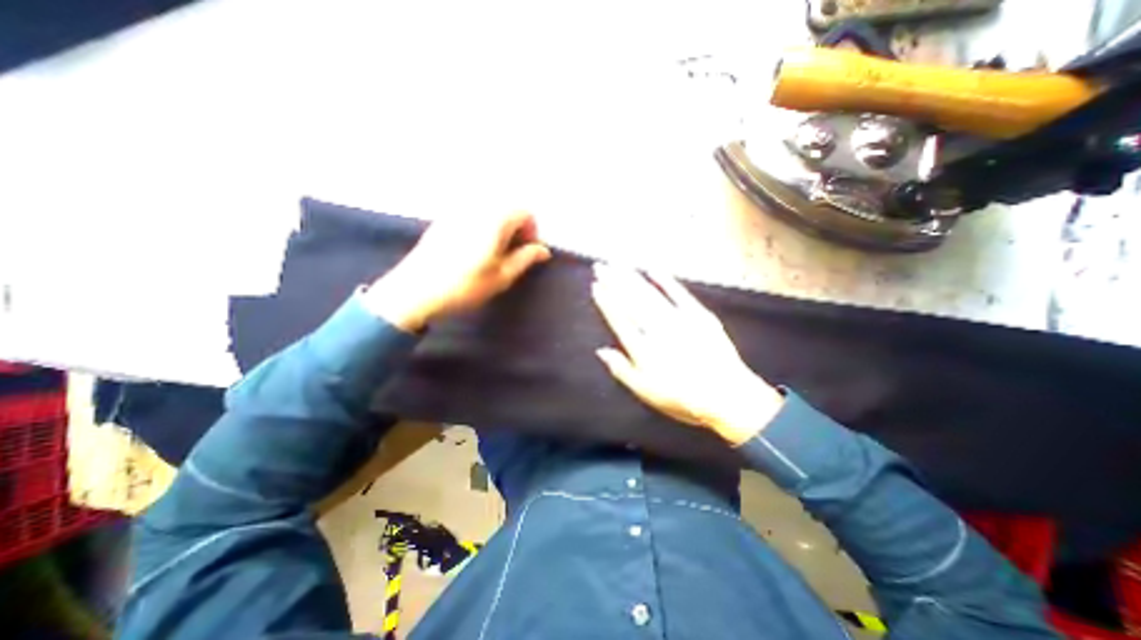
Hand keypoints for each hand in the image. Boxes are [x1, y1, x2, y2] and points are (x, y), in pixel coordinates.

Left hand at [361, 210, 548, 332]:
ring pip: (490, 211)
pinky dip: (483, 226)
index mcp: (494, 219)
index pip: (524, 212)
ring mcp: (457, 211)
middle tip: (514, 253)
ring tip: (495, 253)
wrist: (416, 291)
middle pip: (507, 208)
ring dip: (500, 228)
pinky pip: (472, 215)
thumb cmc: (465, 285)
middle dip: (517, 228)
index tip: (528, 252)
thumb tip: (543, 251)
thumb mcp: (502, 276)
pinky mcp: (443, 220)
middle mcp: (476, 207)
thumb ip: (526, 259)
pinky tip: (475, 249)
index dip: (532, 231)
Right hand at [589, 263, 784, 444]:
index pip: (619, 319)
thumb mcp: (646, 392)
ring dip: (632, 277)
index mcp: (642, 348)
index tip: (596, 286)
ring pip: (649, 293)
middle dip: (613, 282)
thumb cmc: (683, 399)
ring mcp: (678, 319)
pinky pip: (678, 293)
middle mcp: (657, 329)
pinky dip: (665, 280)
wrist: (727, 397)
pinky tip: (653, 269)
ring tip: (617, 264)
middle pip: (630, 300)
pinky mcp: (699, 315)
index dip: (606, 301)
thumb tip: (601, 351)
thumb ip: (621, 370)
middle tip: (600, 267)